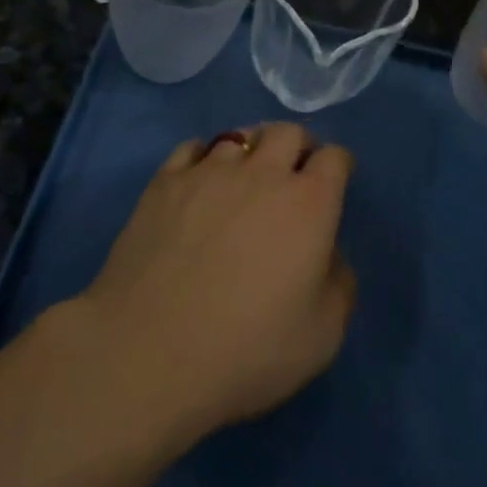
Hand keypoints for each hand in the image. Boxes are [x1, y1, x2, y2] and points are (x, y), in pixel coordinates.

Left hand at [63, 123, 356, 447]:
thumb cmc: (245, 351)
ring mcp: (209, 172)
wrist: (147, 353)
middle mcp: (262, 173)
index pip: (334, 158)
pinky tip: (200, 179)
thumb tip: (329, 255)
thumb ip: (339, 285)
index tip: (335, 183)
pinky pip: (191, 147)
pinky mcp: (164, 182)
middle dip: (299, 146)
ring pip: (240, 135)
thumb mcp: (322, 337)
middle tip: (294, 172)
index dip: (339, 166)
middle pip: (288, 132)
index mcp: (308, 204)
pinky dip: (203, 156)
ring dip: (252, 149)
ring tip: (246, 174)